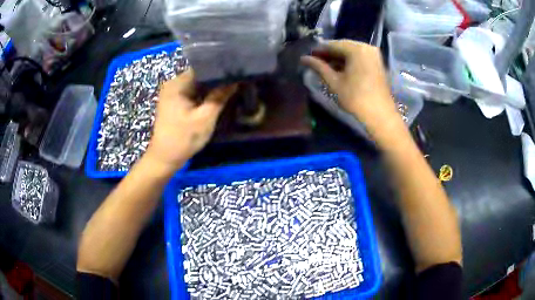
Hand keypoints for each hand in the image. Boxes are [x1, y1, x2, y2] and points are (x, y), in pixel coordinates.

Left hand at [145, 69, 236, 170]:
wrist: (164, 158)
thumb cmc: (183, 138)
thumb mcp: (205, 118)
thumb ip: (220, 97)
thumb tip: (234, 80)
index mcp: (177, 84)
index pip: (202, 67)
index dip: (219, 69)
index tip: (235, 71)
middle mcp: (172, 84)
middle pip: (198, 75)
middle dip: (216, 78)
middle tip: (235, 80)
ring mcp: (172, 92)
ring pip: (196, 84)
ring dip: (210, 87)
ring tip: (229, 86)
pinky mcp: (173, 101)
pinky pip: (191, 92)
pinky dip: (202, 94)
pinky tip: (215, 96)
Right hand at [301, 39, 398, 127]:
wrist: (380, 115)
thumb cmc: (356, 98)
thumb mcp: (334, 82)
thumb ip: (319, 67)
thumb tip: (303, 58)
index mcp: (356, 49)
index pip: (332, 45)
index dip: (318, 50)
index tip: (307, 57)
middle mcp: (366, 47)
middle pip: (342, 46)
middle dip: (329, 54)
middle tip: (315, 62)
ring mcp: (374, 54)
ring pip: (351, 51)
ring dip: (338, 58)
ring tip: (325, 67)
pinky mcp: (377, 62)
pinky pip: (359, 57)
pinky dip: (349, 61)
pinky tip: (339, 69)